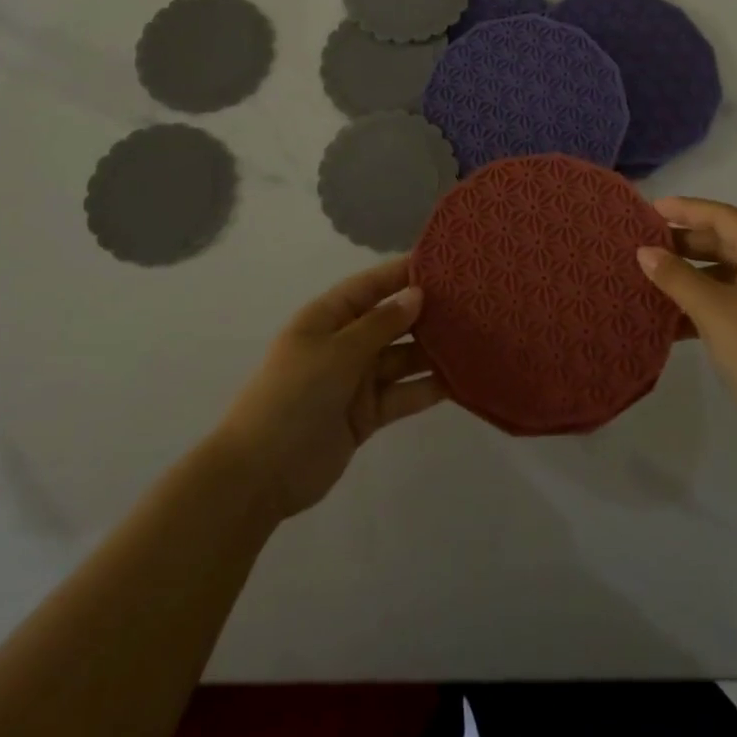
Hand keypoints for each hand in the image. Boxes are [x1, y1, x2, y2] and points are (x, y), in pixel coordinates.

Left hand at [210, 256, 446, 522]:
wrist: (260, 474)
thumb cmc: (293, 396)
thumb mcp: (336, 352)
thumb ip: (380, 324)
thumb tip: (416, 294)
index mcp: (328, 317)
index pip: (371, 285)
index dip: (403, 273)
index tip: (444, 262)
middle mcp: (345, 342)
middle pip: (391, 320)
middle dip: (426, 311)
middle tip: (472, 301)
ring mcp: (356, 379)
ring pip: (402, 357)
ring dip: (432, 350)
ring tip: (475, 338)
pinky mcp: (367, 414)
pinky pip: (403, 393)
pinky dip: (427, 388)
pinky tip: (461, 380)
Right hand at [638, 197, 736, 464]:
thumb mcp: (712, 310)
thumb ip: (676, 276)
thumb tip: (645, 251)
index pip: (724, 216)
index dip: (687, 209)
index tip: (650, 210)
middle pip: (729, 241)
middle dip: (687, 241)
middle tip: (647, 245)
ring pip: (730, 272)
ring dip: (694, 273)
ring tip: (655, 279)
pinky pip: (736, 300)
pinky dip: (707, 301)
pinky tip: (675, 318)